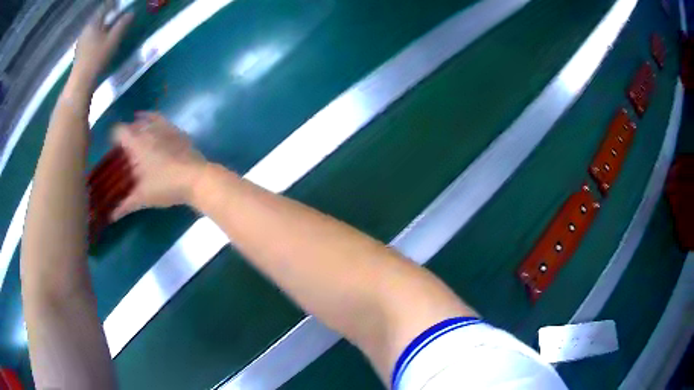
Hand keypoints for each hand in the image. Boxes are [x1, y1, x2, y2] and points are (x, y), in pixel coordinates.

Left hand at [72, 7, 132, 86]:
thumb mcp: (113, 40)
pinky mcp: (80, 52)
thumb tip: (131, 13)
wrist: (80, 83)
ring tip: (109, 27)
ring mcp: (81, 42)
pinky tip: (100, 41)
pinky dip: (96, 35)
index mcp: (93, 23)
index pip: (104, 7)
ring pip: (93, 28)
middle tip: (115, 13)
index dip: (112, 3)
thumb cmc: (97, 58)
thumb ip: (122, 24)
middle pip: (97, 17)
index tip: (118, 3)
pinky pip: (90, 38)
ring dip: (101, 25)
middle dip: (106, 14)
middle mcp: (86, 30)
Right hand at [111, 112, 207, 220]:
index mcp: (137, 142)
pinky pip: (163, 121)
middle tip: (126, 149)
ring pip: (148, 119)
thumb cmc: (165, 186)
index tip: (114, 149)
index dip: (114, 137)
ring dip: (141, 124)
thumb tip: (112, 216)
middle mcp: (149, 129)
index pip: (119, 130)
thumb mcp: (142, 197)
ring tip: (138, 136)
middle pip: (133, 124)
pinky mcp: (179, 131)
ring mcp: (166, 128)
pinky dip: (156, 122)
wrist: (197, 179)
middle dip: (127, 134)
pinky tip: (157, 133)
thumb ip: (125, 205)